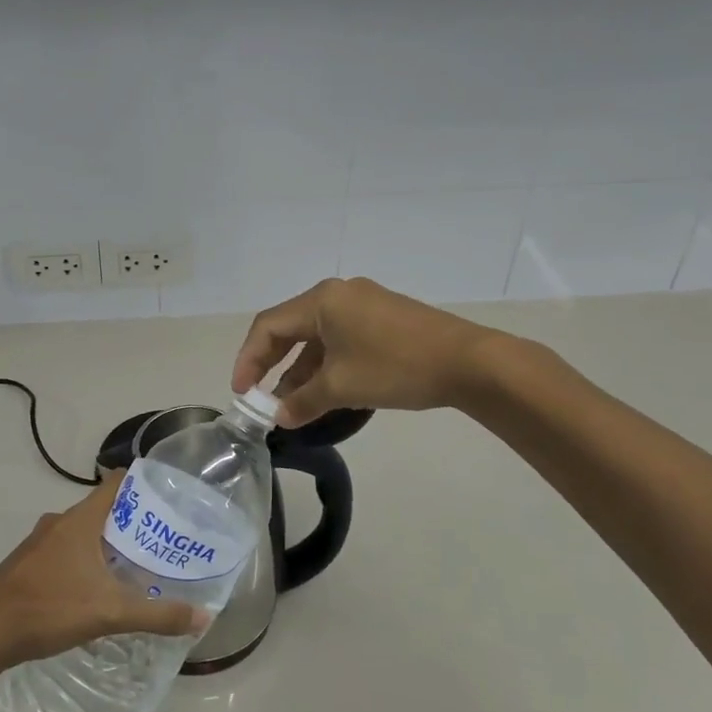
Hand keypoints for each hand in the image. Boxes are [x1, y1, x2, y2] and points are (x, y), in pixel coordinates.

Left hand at [0, 479, 209, 674]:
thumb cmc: (48, 608)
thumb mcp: (109, 612)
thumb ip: (157, 615)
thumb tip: (203, 617)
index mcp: (79, 520)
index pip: (116, 483)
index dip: (142, 484)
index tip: (169, 496)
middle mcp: (59, 523)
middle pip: (102, 510)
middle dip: (131, 524)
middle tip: (161, 542)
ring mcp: (39, 543)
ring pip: (81, 533)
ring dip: (106, 545)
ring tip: (134, 568)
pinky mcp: (26, 565)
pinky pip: (64, 552)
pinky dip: (84, 562)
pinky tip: (95, 591)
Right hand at [233, 277, 501, 426]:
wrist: (469, 362)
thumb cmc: (396, 367)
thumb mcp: (342, 387)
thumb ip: (303, 401)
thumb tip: (279, 417)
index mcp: (322, 300)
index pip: (268, 326)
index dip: (249, 359)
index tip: (242, 393)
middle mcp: (338, 294)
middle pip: (290, 327)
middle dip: (272, 364)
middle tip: (259, 396)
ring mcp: (364, 304)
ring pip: (317, 336)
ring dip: (301, 369)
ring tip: (292, 404)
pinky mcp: (383, 318)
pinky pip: (340, 339)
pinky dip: (326, 364)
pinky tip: (325, 391)